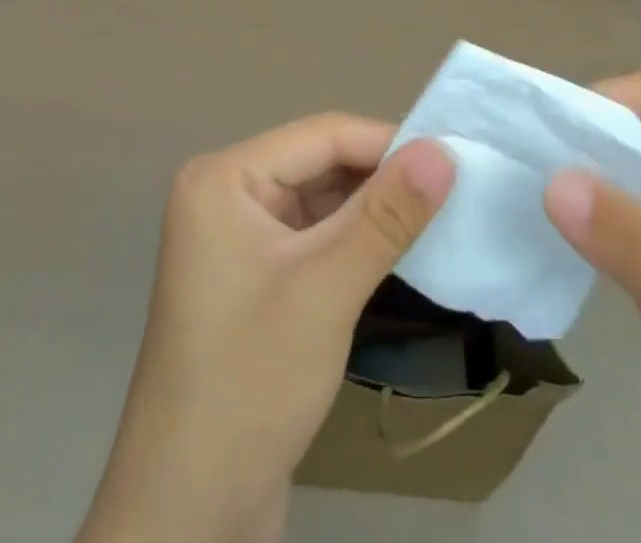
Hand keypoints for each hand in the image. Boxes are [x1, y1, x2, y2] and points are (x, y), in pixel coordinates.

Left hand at [77, 115, 454, 542]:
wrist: (187, 515)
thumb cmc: (251, 382)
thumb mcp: (326, 289)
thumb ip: (387, 215)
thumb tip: (444, 152)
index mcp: (224, 178)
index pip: (321, 136)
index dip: (388, 143)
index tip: (452, 158)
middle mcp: (226, 195)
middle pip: (320, 165)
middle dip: (382, 178)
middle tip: (452, 190)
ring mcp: (237, 239)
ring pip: (321, 202)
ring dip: (372, 211)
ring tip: (437, 217)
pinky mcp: (254, 279)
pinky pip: (313, 238)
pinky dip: (354, 242)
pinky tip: (397, 252)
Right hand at [544, 74, 640, 542]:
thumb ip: (632, 236)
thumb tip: (549, 180)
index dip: (600, 104)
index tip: (541, 131)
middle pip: (638, 138)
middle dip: (584, 145)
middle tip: (518, 160)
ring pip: (628, 188)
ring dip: (582, 189)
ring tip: (520, 194)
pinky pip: (625, 239)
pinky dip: (589, 235)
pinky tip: (548, 240)